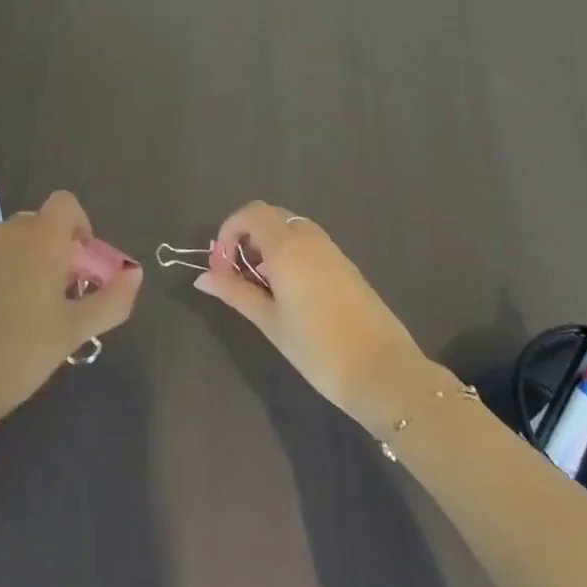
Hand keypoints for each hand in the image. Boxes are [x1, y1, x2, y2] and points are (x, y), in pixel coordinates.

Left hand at [0, 192, 140, 437]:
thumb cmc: (20, 351)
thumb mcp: (75, 330)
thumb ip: (112, 299)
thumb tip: (135, 273)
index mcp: (40, 238)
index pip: (65, 203)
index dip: (79, 224)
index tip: (82, 263)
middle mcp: (6, 232)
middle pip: (38, 224)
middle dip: (55, 249)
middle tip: (62, 295)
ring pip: (11, 243)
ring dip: (26, 262)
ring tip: (30, 311)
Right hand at [193, 201, 432, 433]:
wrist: (383, 372)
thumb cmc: (317, 348)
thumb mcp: (269, 321)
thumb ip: (235, 293)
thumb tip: (203, 277)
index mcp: (287, 248)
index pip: (251, 213)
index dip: (228, 231)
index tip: (221, 267)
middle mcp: (310, 239)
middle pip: (271, 216)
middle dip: (247, 236)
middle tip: (238, 274)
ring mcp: (332, 251)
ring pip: (292, 229)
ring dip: (269, 245)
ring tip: (262, 286)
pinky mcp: (347, 266)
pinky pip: (310, 244)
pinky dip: (291, 254)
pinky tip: (290, 293)